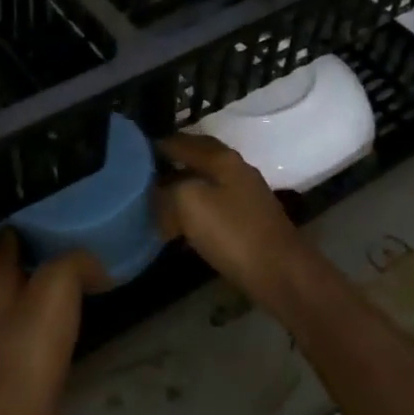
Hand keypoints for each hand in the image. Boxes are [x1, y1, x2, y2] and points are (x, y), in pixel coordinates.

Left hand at [0, 232, 101, 414]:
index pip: (8, 234)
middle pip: (20, 261)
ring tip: (89, 265)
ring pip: (32, 290)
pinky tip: (84, 306)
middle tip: (80, 232)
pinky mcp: (23, 353)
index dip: (29, 218)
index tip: (59, 206)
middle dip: (46, 247)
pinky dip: (61, 308)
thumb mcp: (58, 283)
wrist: (21, 409)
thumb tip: (95, 264)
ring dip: (55, 279)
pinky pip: (43, 319)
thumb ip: (76, 261)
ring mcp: (6, 328)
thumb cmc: (32, 340)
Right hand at [154, 133, 315, 310]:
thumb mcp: (189, 202)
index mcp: (223, 159)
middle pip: (199, 160)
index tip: (135, 151)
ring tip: (156, 200)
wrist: (278, 272)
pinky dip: (193, 211)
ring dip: (182, 189)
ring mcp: (246, 198)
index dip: (160, 144)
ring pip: (206, 185)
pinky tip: (179, 225)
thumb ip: (168, 189)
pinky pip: (212, 208)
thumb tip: (157, 191)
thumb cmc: (232, 232)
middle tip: (144, 174)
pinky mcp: (248, 223)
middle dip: (172, 164)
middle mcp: (237, 171)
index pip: (185, 142)